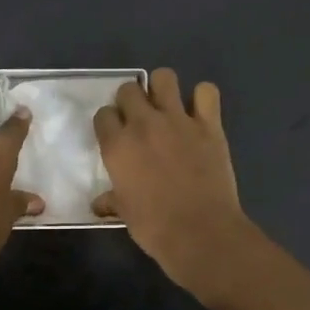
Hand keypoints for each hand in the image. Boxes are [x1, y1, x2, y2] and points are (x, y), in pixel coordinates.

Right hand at [93, 69, 254, 300]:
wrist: (201, 232)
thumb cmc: (155, 227)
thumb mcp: (125, 214)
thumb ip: (112, 200)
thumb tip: (99, 204)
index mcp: (117, 145)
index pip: (103, 114)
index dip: (109, 123)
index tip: (116, 134)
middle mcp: (143, 124)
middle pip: (128, 89)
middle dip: (131, 100)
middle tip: (140, 120)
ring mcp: (178, 120)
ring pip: (164, 77)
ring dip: (162, 89)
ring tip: (167, 107)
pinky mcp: (209, 124)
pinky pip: (207, 92)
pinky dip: (203, 98)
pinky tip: (200, 114)